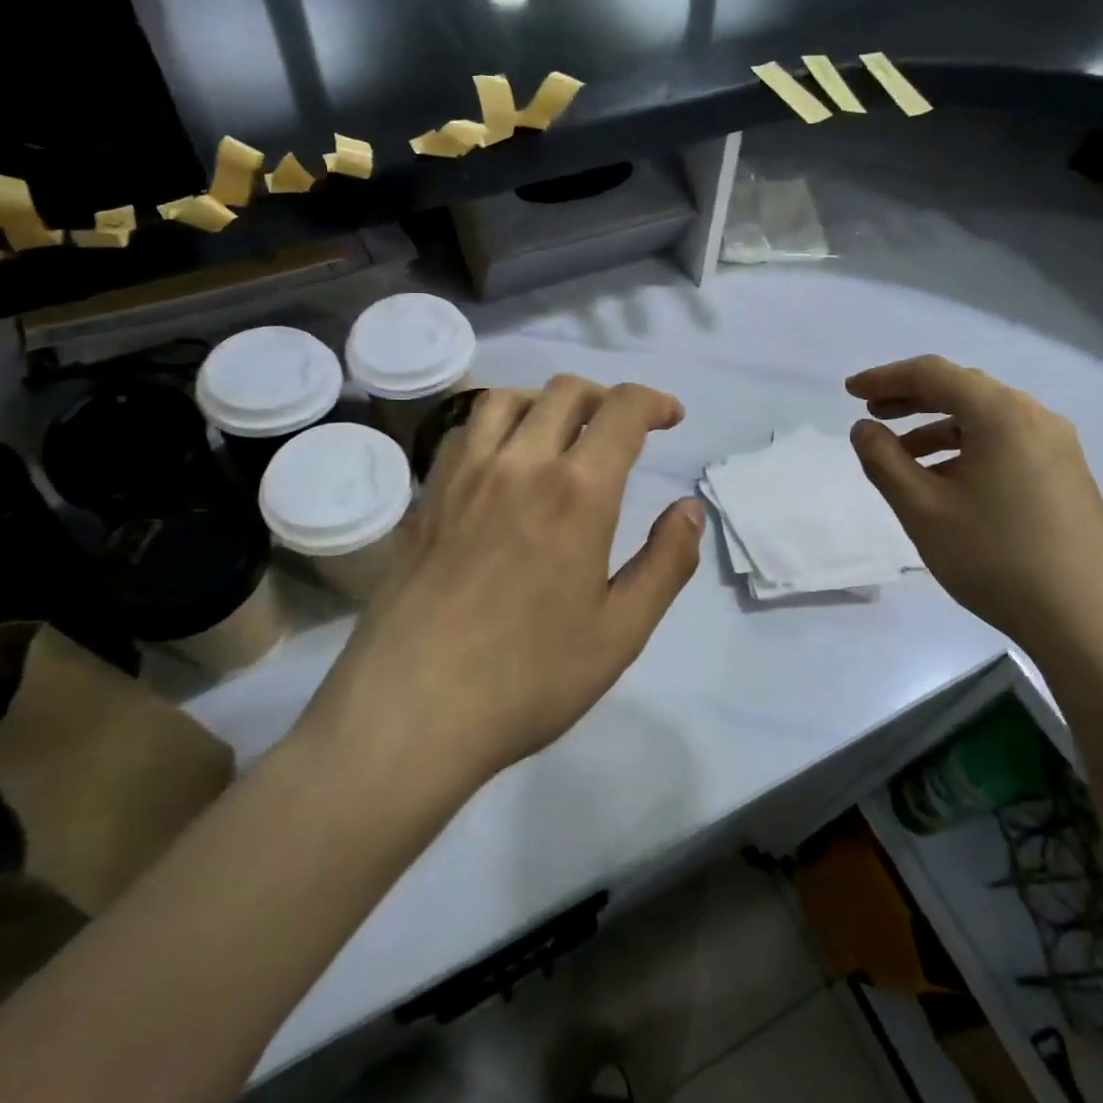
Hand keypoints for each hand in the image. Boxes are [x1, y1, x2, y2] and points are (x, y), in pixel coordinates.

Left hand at [301, 377, 703, 791]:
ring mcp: (462, 476)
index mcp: (576, 491)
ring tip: (559, 433)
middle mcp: (518, 463)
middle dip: (604, 396)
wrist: (412, 710)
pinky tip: (500, 463)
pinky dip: (493, 426)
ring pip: (504, 399)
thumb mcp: (621, 631)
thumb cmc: (529, 677)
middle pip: (564, 391)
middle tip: (621, 429)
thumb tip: (689, 509)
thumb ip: (666, 562)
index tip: (670, 417)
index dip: (654, 402)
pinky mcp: (426, 498)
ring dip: (544, 401)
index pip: (621, 410)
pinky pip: (461, 432)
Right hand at [846, 356, 1102, 660]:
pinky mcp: (1067, 476)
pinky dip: (967, 449)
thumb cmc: (995, 558)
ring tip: (901, 456)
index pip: (933, 374)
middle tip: (872, 415)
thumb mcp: (923, 509)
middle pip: (963, 390)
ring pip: (985, 420)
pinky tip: (946, 482)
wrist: (1089, 622)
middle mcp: (1035, 418)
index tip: (850, 392)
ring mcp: (1058, 447)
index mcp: (1001, 414)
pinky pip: (1006, 444)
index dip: (885, 378)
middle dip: (912, 398)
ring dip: (938, 428)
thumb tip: (864, 428)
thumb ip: (884, 461)